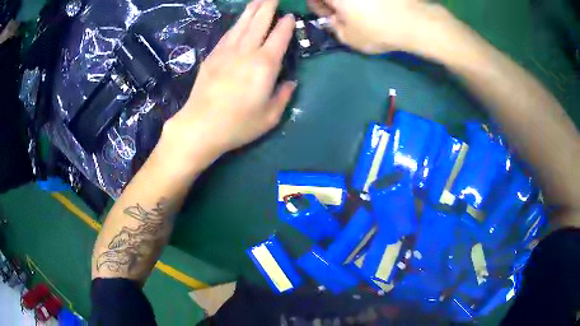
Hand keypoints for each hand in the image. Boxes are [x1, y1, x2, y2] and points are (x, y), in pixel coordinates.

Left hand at [164, 0, 295, 165]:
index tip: (290, 16)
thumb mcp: (270, 117)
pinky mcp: (212, 56)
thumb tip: (291, 82)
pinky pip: (227, 34)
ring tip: (259, 0)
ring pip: (242, 23)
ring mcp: (226, 51)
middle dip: (268, 6)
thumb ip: (283, 96)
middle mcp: (247, 51)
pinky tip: (239, 20)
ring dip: (252, 9)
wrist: (200, 126)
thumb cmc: (238, 125)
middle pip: (259, 22)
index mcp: (265, 65)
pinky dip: (236, 24)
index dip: (286, 24)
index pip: (279, 36)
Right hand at [308, 0, 451, 53]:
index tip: (328, 16)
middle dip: (334, 3)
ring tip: (363, 13)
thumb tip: (335, 19)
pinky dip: (369, 2)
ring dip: (352, 3)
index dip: (317, 6)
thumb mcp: (349, 38)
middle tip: (344, 14)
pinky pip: (369, 0)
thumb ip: (334, 27)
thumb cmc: (377, 30)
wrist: (414, 21)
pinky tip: (378, 8)